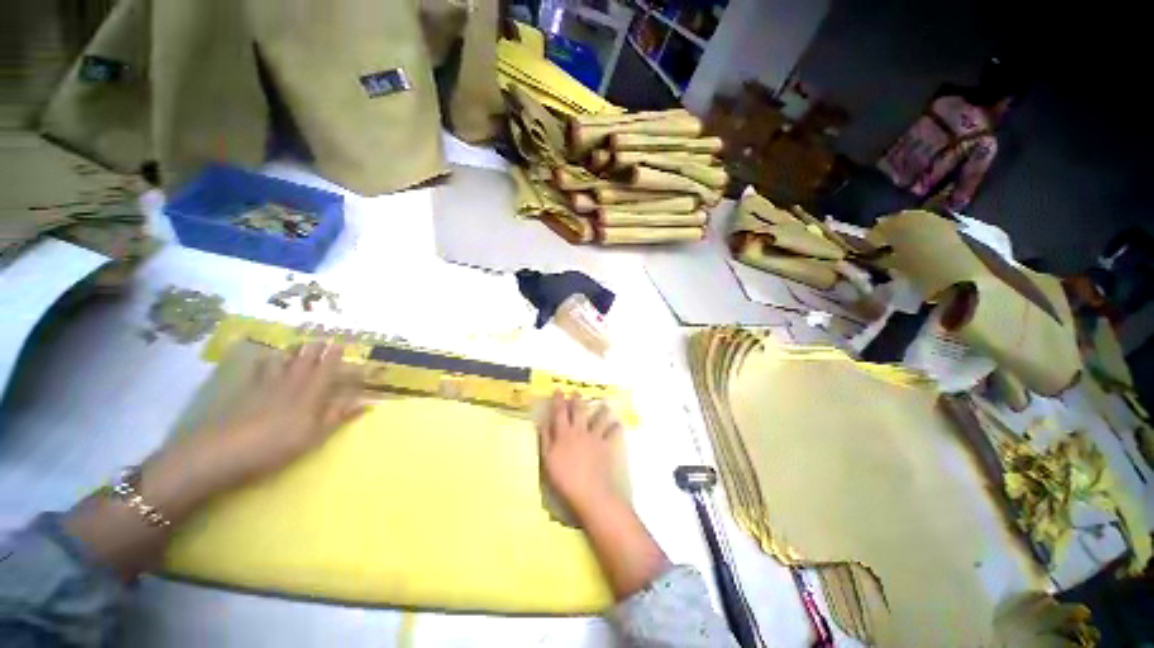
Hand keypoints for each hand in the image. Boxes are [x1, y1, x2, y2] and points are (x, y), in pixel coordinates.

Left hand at [187, 342, 365, 490]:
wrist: (223, 451)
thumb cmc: (276, 447)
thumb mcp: (314, 437)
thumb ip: (338, 417)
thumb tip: (368, 402)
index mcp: (310, 395)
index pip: (327, 370)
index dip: (335, 357)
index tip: (342, 345)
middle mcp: (290, 384)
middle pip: (304, 361)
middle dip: (315, 348)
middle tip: (322, 338)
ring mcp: (265, 386)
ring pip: (281, 361)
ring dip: (291, 352)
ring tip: (297, 345)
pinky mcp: (244, 392)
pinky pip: (257, 370)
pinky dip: (264, 362)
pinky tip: (264, 359)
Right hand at [539, 392, 622, 514]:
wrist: (588, 491)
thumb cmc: (564, 478)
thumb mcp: (547, 459)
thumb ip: (545, 439)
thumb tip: (543, 421)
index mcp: (564, 433)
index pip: (559, 411)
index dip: (559, 399)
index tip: (559, 390)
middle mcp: (579, 430)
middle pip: (579, 410)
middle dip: (577, 399)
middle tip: (577, 392)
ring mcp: (595, 437)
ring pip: (599, 418)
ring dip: (601, 410)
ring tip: (604, 405)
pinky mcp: (606, 446)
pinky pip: (613, 434)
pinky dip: (615, 428)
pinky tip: (617, 425)